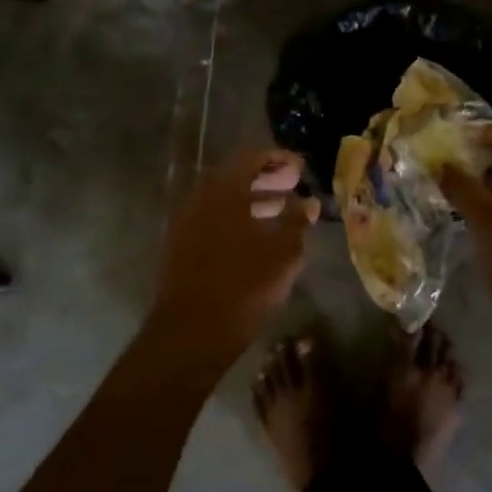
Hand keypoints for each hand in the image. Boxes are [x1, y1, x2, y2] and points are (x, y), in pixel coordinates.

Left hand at [152, 149, 318, 358]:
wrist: (190, 333)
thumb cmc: (243, 286)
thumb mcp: (282, 253)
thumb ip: (297, 221)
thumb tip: (309, 202)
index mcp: (224, 190)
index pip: (252, 158)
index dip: (279, 159)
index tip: (301, 168)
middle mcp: (201, 198)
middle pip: (235, 177)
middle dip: (267, 179)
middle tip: (294, 185)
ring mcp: (187, 223)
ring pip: (224, 201)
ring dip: (253, 201)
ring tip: (282, 212)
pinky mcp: (181, 247)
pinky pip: (213, 220)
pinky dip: (237, 220)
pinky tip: (257, 238)